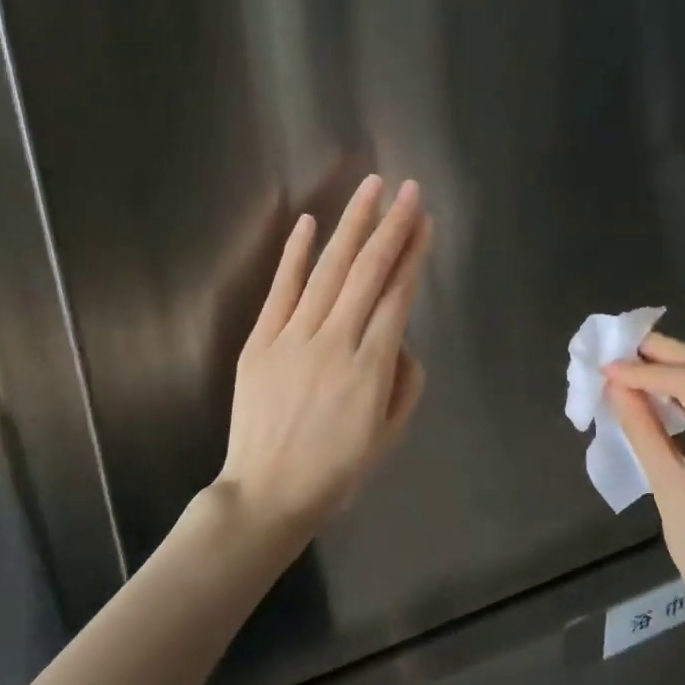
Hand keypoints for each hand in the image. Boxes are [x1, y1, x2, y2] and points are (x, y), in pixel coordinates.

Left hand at [220, 175, 430, 533]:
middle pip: (369, 272)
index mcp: (372, 367)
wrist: (267, 494)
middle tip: (408, 190)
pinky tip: (309, 222)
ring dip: (352, 226)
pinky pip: (281, 290)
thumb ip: (405, 381)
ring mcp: (294, 338)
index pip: (399, 296)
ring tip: (371, 190)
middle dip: (392, 227)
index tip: (424, 221)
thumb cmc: (336, 470)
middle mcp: (336, 342)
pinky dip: (295, 255)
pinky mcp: (261, 342)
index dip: (413, 254)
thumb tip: (399, 340)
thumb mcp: (390, 434)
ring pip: (329, 271)